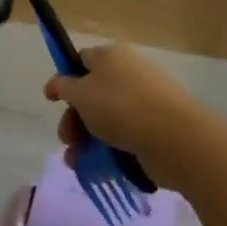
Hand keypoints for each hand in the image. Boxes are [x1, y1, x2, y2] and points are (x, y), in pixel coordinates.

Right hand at [42, 43, 194, 181]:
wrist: (174, 139)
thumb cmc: (121, 108)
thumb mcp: (81, 93)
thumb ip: (63, 86)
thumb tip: (58, 83)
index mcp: (111, 57)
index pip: (81, 61)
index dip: (64, 79)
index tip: (52, 101)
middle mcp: (129, 74)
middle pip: (91, 94)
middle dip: (73, 119)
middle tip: (68, 140)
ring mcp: (144, 102)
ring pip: (106, 120)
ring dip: (86, 140)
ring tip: (77, 162)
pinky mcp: (154, 128)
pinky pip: (124, 137)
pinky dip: (108, 151)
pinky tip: (98, 168)